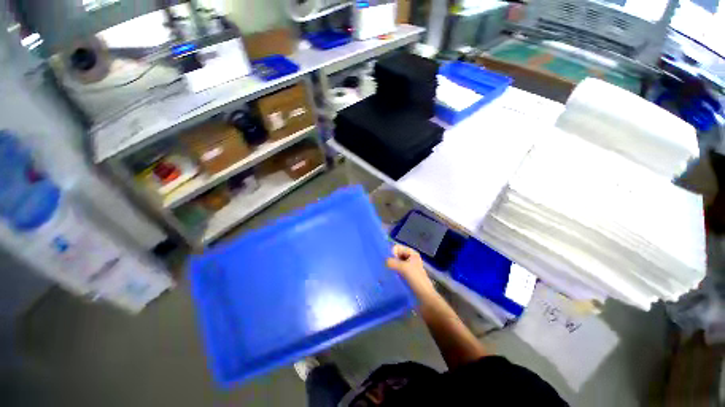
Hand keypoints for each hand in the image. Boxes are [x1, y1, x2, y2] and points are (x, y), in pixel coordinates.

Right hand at [386, 244, 435, 295]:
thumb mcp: (403, 268)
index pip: (396, 247)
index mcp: (411, 253)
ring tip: (388, 274)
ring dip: (391, 268)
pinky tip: (390, 278)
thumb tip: (383, 261)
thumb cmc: (415, 279)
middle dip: (390, 260)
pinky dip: (393, 273)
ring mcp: (408, 267)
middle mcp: (410, 258)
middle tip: (387, 268)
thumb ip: (392, 262)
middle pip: (396, 255)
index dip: (391, 253)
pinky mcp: (406, 276)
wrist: (424, 297)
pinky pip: (397, 271)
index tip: (389, 262)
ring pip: (395, 263)